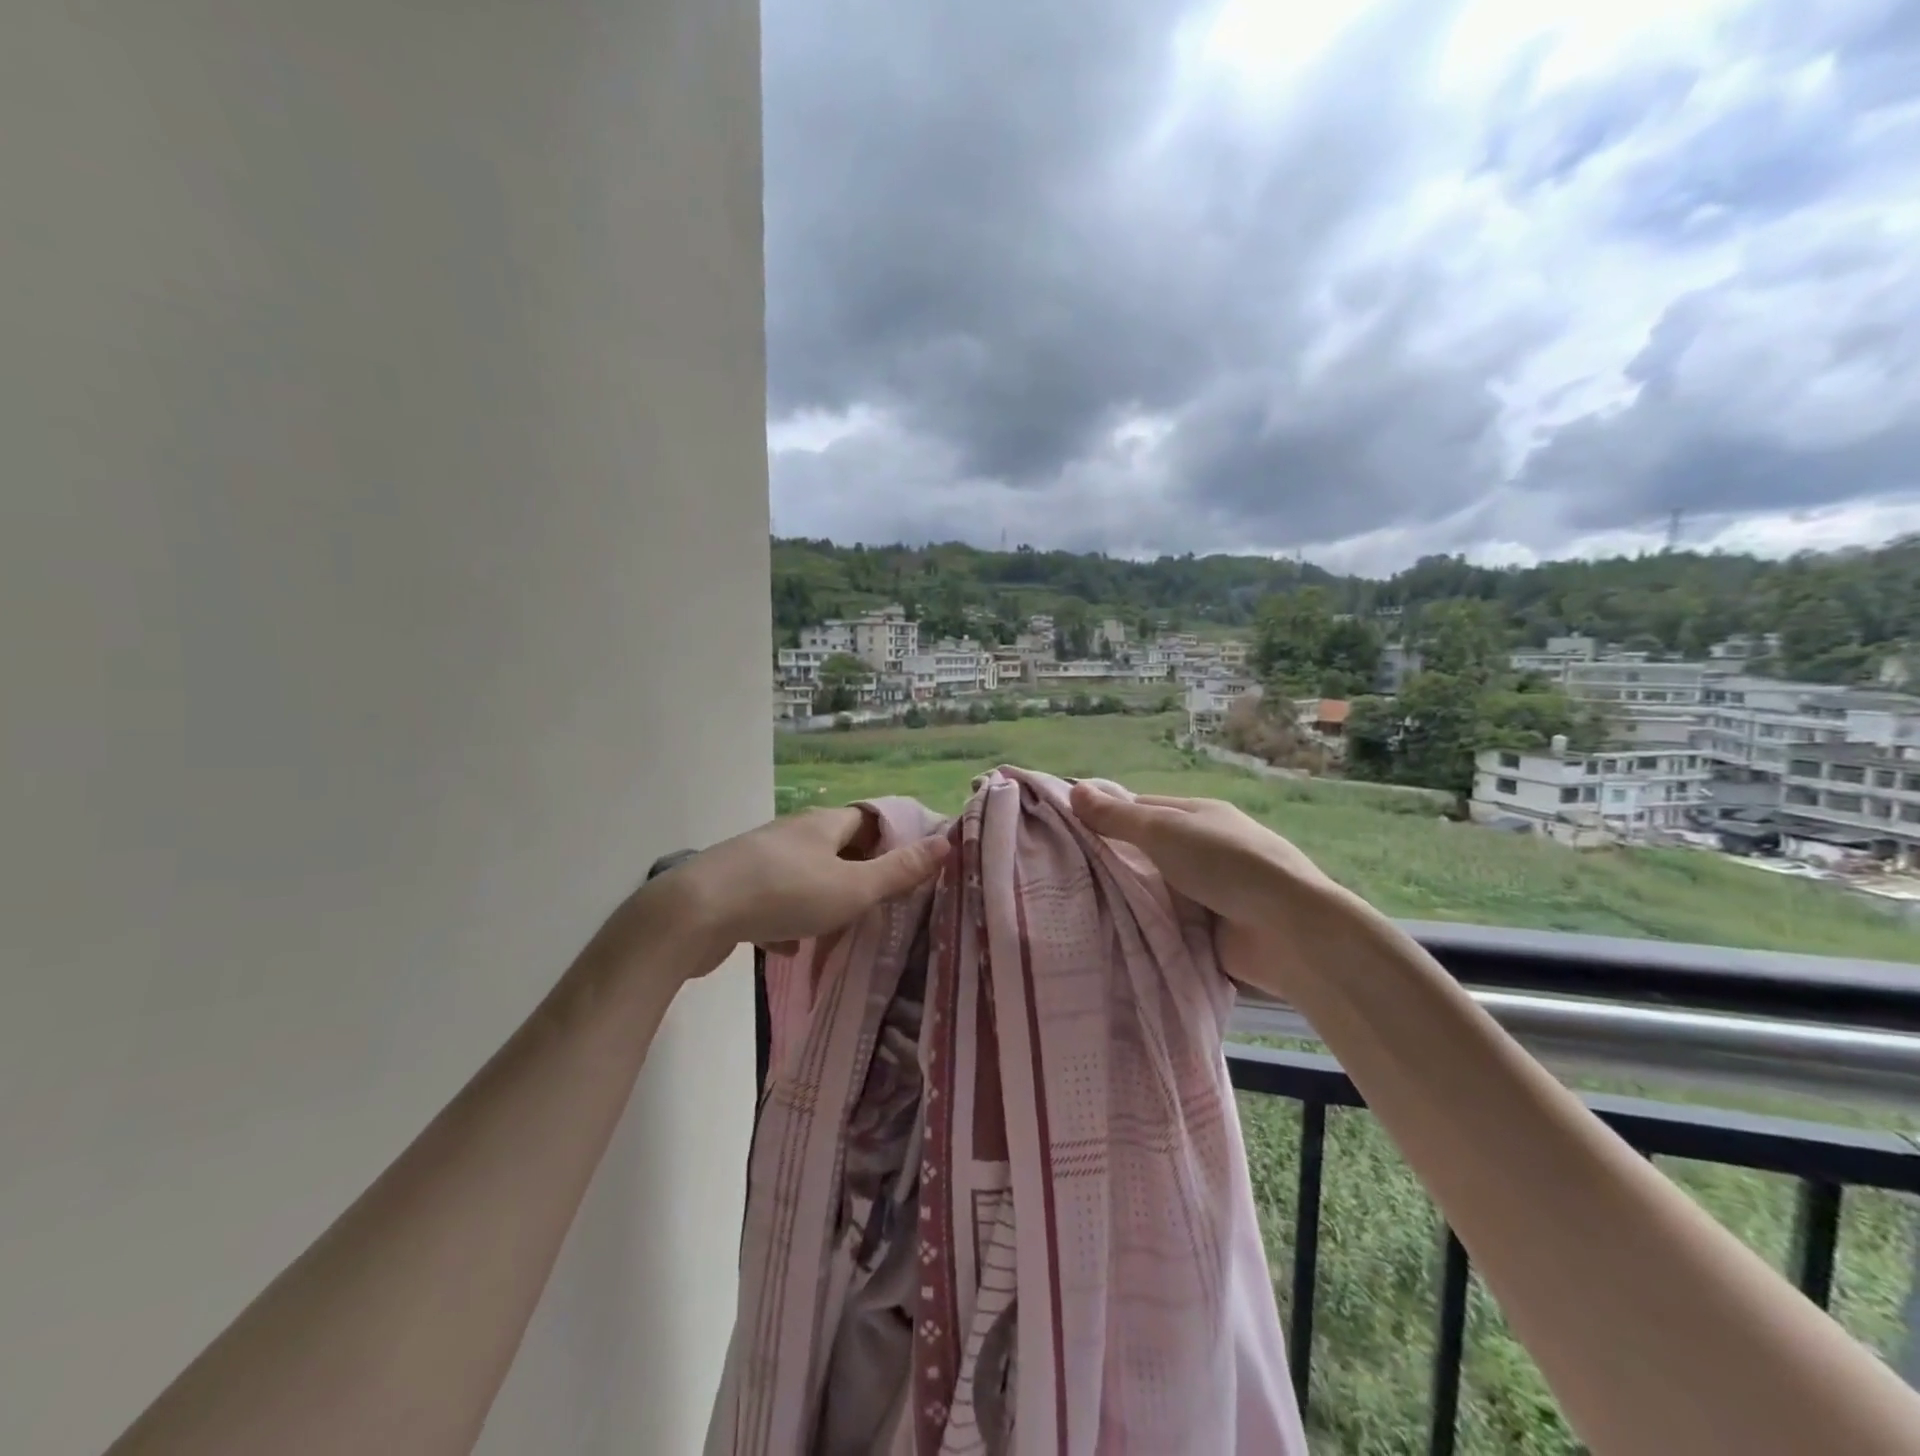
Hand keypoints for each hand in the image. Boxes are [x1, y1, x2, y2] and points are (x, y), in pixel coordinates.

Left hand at [625, 807, 949, 974]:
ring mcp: (760, 858)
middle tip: (880, 903)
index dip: (892, 838)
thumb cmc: (784, 894)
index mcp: (824, 824)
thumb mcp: (853, 888)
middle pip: (836, 846)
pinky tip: (789, 947)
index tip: (910, 868)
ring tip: (840, 929)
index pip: (868, 819)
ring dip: (823, 898)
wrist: (694, 914)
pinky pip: (773, 899)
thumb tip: (947, 842)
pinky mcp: (735, 887)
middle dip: (858, 873)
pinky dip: (787, 919)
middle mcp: (792, 832)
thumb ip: (899, 871)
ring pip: (805, 875)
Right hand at [1068, 782, 1362, 998]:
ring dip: (1127, 898)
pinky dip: (1145, 928)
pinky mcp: (1210, 930)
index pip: (1140, 809)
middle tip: (1060, 874)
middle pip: (1146, 851)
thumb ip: (1117, 817)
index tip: (1065, 831)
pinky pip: (1167, 924)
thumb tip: (1074, 788)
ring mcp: (1209, 890)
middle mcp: (1202, 849)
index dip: (1105, 816)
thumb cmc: (1225, 865)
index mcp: (1197, 815)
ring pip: (1154, 889)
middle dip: (1112, 862)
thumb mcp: (1164, 832)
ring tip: (1073, 905)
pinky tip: (1108, 933)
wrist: (1288, 931)